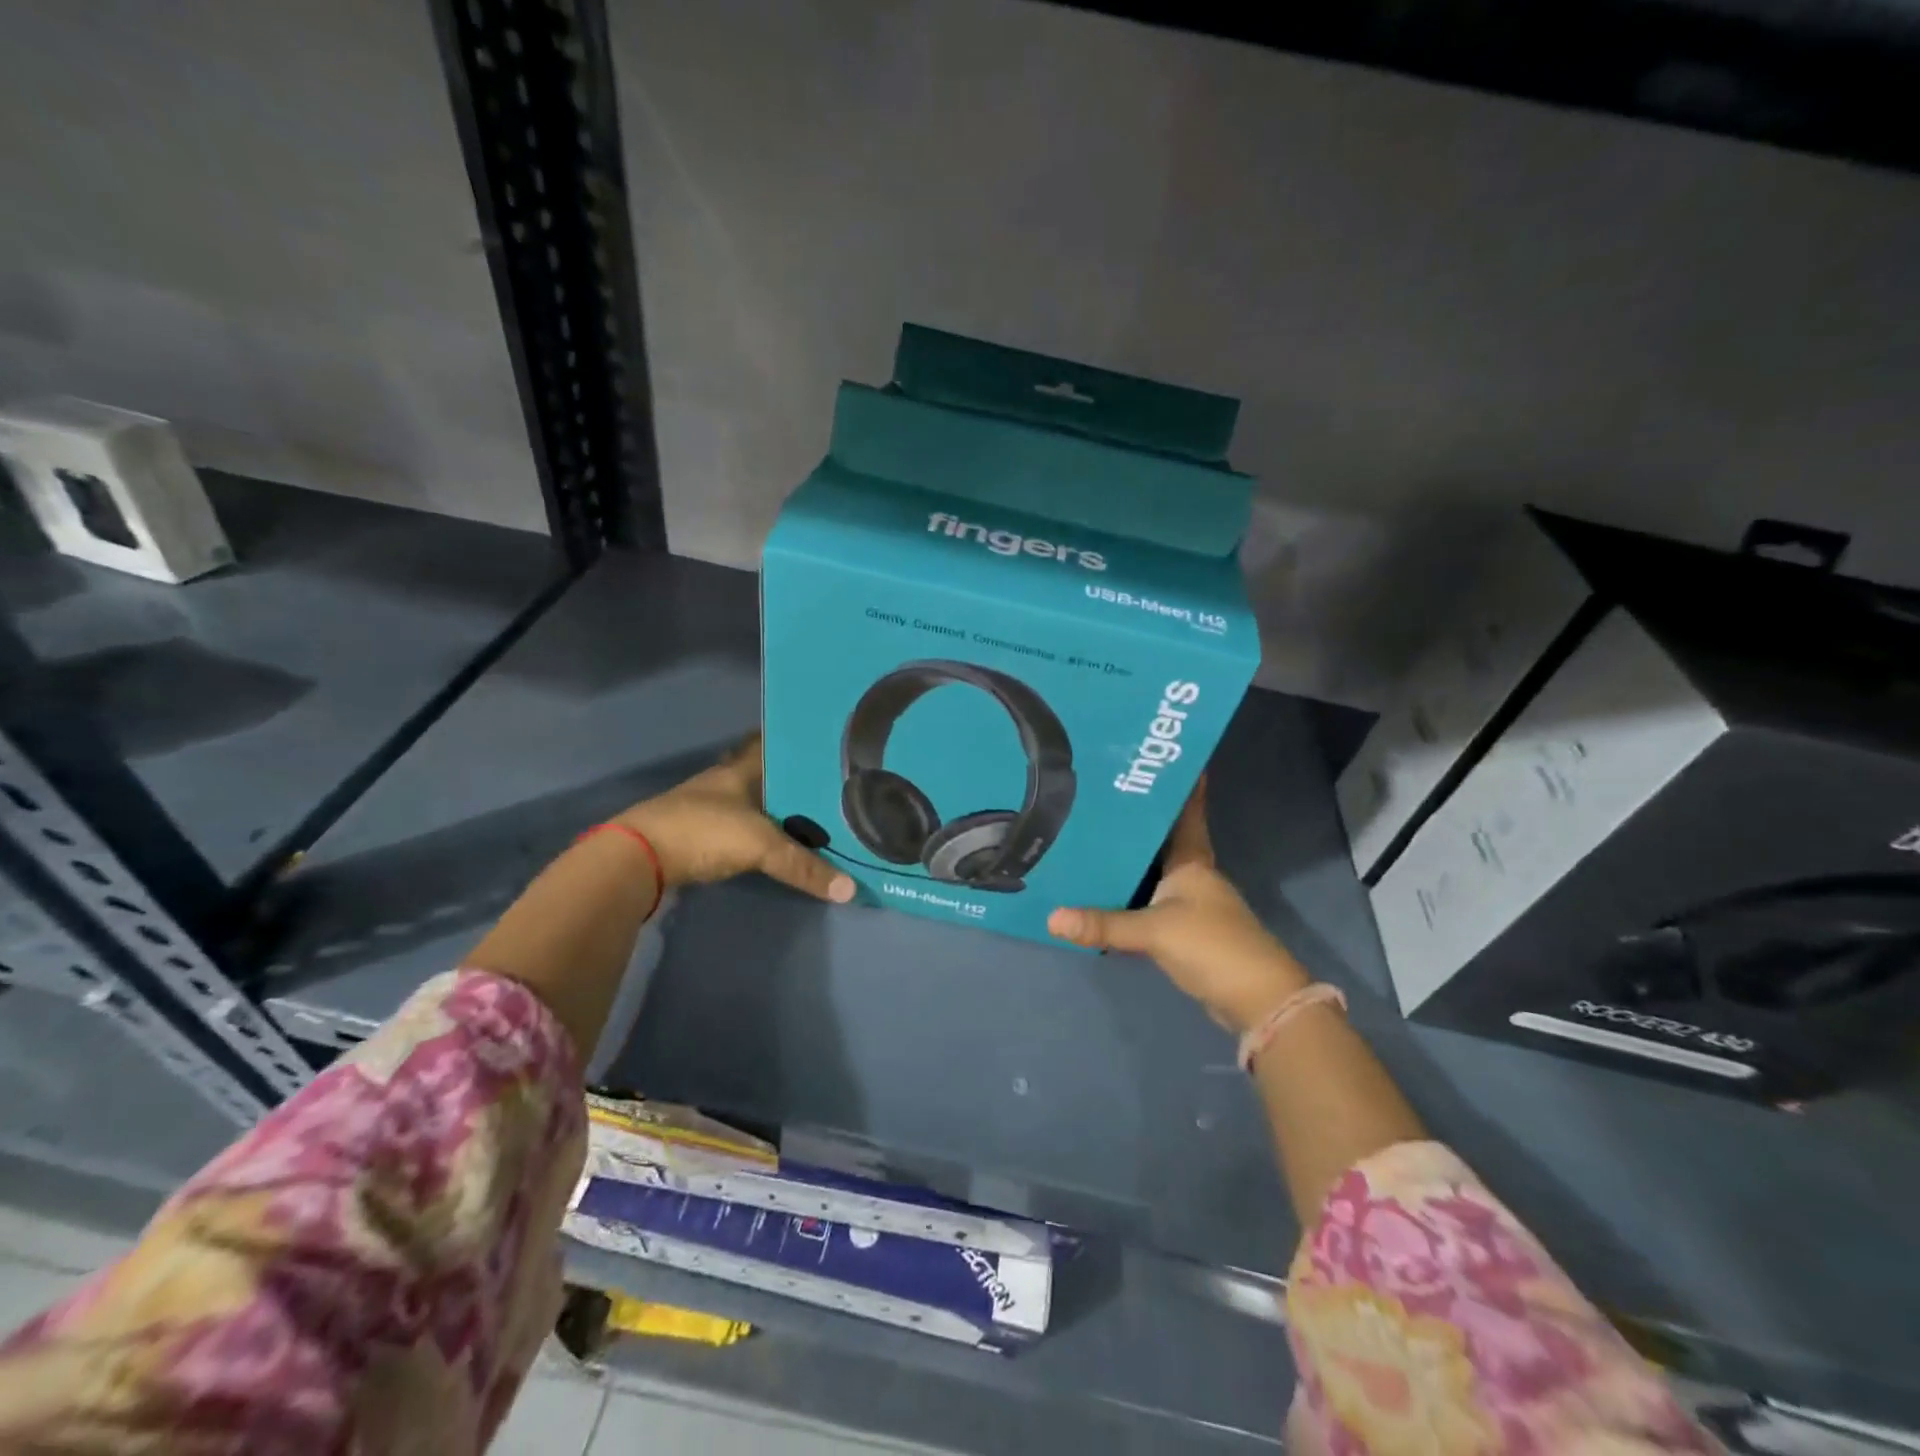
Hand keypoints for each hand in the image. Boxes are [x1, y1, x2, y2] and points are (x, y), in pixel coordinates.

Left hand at [616, 737, 854, 903]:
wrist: (638, 858)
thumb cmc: (703, 832)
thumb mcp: (761, 846)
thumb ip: (804, 866)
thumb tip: (850, 889)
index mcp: (741, 769)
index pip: (772, 744)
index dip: (796, 743)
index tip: (827, 746)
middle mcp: (725, 781)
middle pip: (767, 774)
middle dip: (795, 780)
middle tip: (833, 787)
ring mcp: (709, 807)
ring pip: (755, 801)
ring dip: (778, 808)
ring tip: (815, 815)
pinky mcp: (699, 833)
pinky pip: (742, 825)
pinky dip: (762, 831)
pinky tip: (779, 841)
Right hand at [1048, 779, 1308, 1032]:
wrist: (1257, 1001)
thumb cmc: (1213, 946)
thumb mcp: (1154, 931)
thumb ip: (1103, 924)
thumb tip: (1051, 917)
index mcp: (1193, 862)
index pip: (1188, 813)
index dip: (1183, 786)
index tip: (1163, 760)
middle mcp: (1193, 877)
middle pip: (1162, 841)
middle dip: (1136, 822)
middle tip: (1099, 799)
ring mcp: (1190, 906)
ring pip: (1154, 873)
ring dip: (1130, 860)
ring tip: (1090, 840)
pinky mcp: (1185, 932)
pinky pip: (1149, 904)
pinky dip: (1129, 897)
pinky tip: (1103, 894)